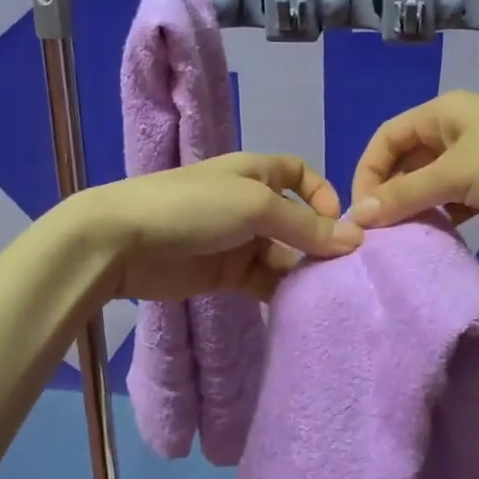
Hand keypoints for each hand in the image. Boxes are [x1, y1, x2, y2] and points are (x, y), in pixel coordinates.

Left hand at [74, 153, 361, 301]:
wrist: (123, 241)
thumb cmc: (194, 207)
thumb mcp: (256, 206)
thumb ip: (305, 226)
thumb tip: (355, 240)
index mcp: (256, 173)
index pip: (300, 175)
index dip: (322, 194)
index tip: (338, 224)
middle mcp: (251, 204)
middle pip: (297, 220)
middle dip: (319, 241)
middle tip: (343, 271)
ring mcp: (237, 241)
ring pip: (283, 254)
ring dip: (302, 270)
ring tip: (324, 292)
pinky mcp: (225, 274)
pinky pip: (264, 281)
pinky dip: (281, 291)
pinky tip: (297, 305)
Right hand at [349, 91, 478, 229]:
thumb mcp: (457, 173)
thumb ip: (406, 194)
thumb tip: (359, 216)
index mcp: (441, 113)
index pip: (386, 138)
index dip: (368, 172)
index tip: (362, 213)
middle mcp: (455, 130)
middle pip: (407, 160)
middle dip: (391, 193)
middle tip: (381, 234)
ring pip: (432, 182)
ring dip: (417, 207)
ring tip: (404, 240)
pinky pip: (458, 198)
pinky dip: (445, 215)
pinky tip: (439, 238)